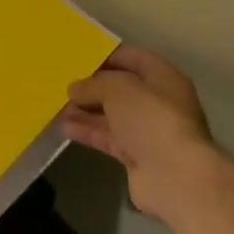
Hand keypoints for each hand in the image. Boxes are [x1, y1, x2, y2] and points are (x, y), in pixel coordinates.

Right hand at [61, 45, 222, 222]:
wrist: (175, 177)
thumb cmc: (151, 119)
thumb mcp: (118, 89)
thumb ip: (94, 84)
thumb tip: (75, 88)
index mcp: (164, 78)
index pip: (134, 58)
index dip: (108, 56)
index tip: (80, 58)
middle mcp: (159, 103)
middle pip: (121, 89)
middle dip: (93, 87)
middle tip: (64, 84)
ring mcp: (149, 131)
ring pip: (112, 115)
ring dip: (86, 110)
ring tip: (58, 106)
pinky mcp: (138, 156)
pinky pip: (109, 138)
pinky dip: (89, 132)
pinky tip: (65, 127)